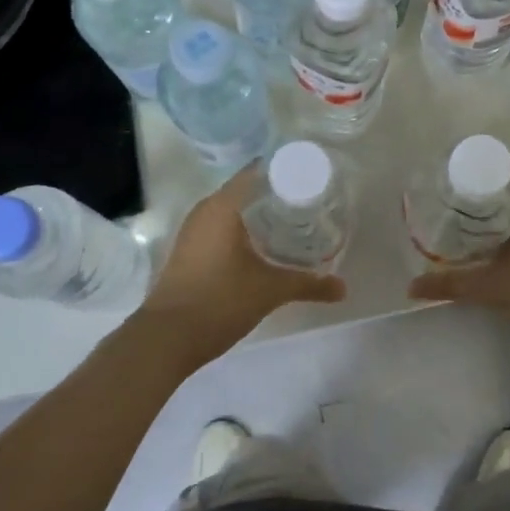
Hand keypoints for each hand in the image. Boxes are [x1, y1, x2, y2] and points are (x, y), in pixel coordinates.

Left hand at [133, 166, 344, 368]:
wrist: (166, 339)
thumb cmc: (219, 302)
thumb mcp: (270, 291)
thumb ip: (309, 284)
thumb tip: (343, 289)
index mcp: (224, 206)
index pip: (259, 172)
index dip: (287, 171)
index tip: (313, 177)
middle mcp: (206, 210)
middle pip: (248, 189)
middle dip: (279, 194)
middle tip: (312, 201)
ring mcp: (194, 231)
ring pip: (235, 210)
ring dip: (261, 214)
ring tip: (295, 222)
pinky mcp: (191, 251)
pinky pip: (223, 227)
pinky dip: (245, 230)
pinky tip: (266, 246)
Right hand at [407, 172, 509, 354]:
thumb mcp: (493, 289)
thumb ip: (451, 285)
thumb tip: (411, 287)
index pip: (493, 170)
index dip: (466, 179)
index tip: (444, 193)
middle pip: (509, 186)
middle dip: (481, 198)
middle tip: (451, 214)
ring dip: (503, 213)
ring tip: (473, 230)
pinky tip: (507, 245)